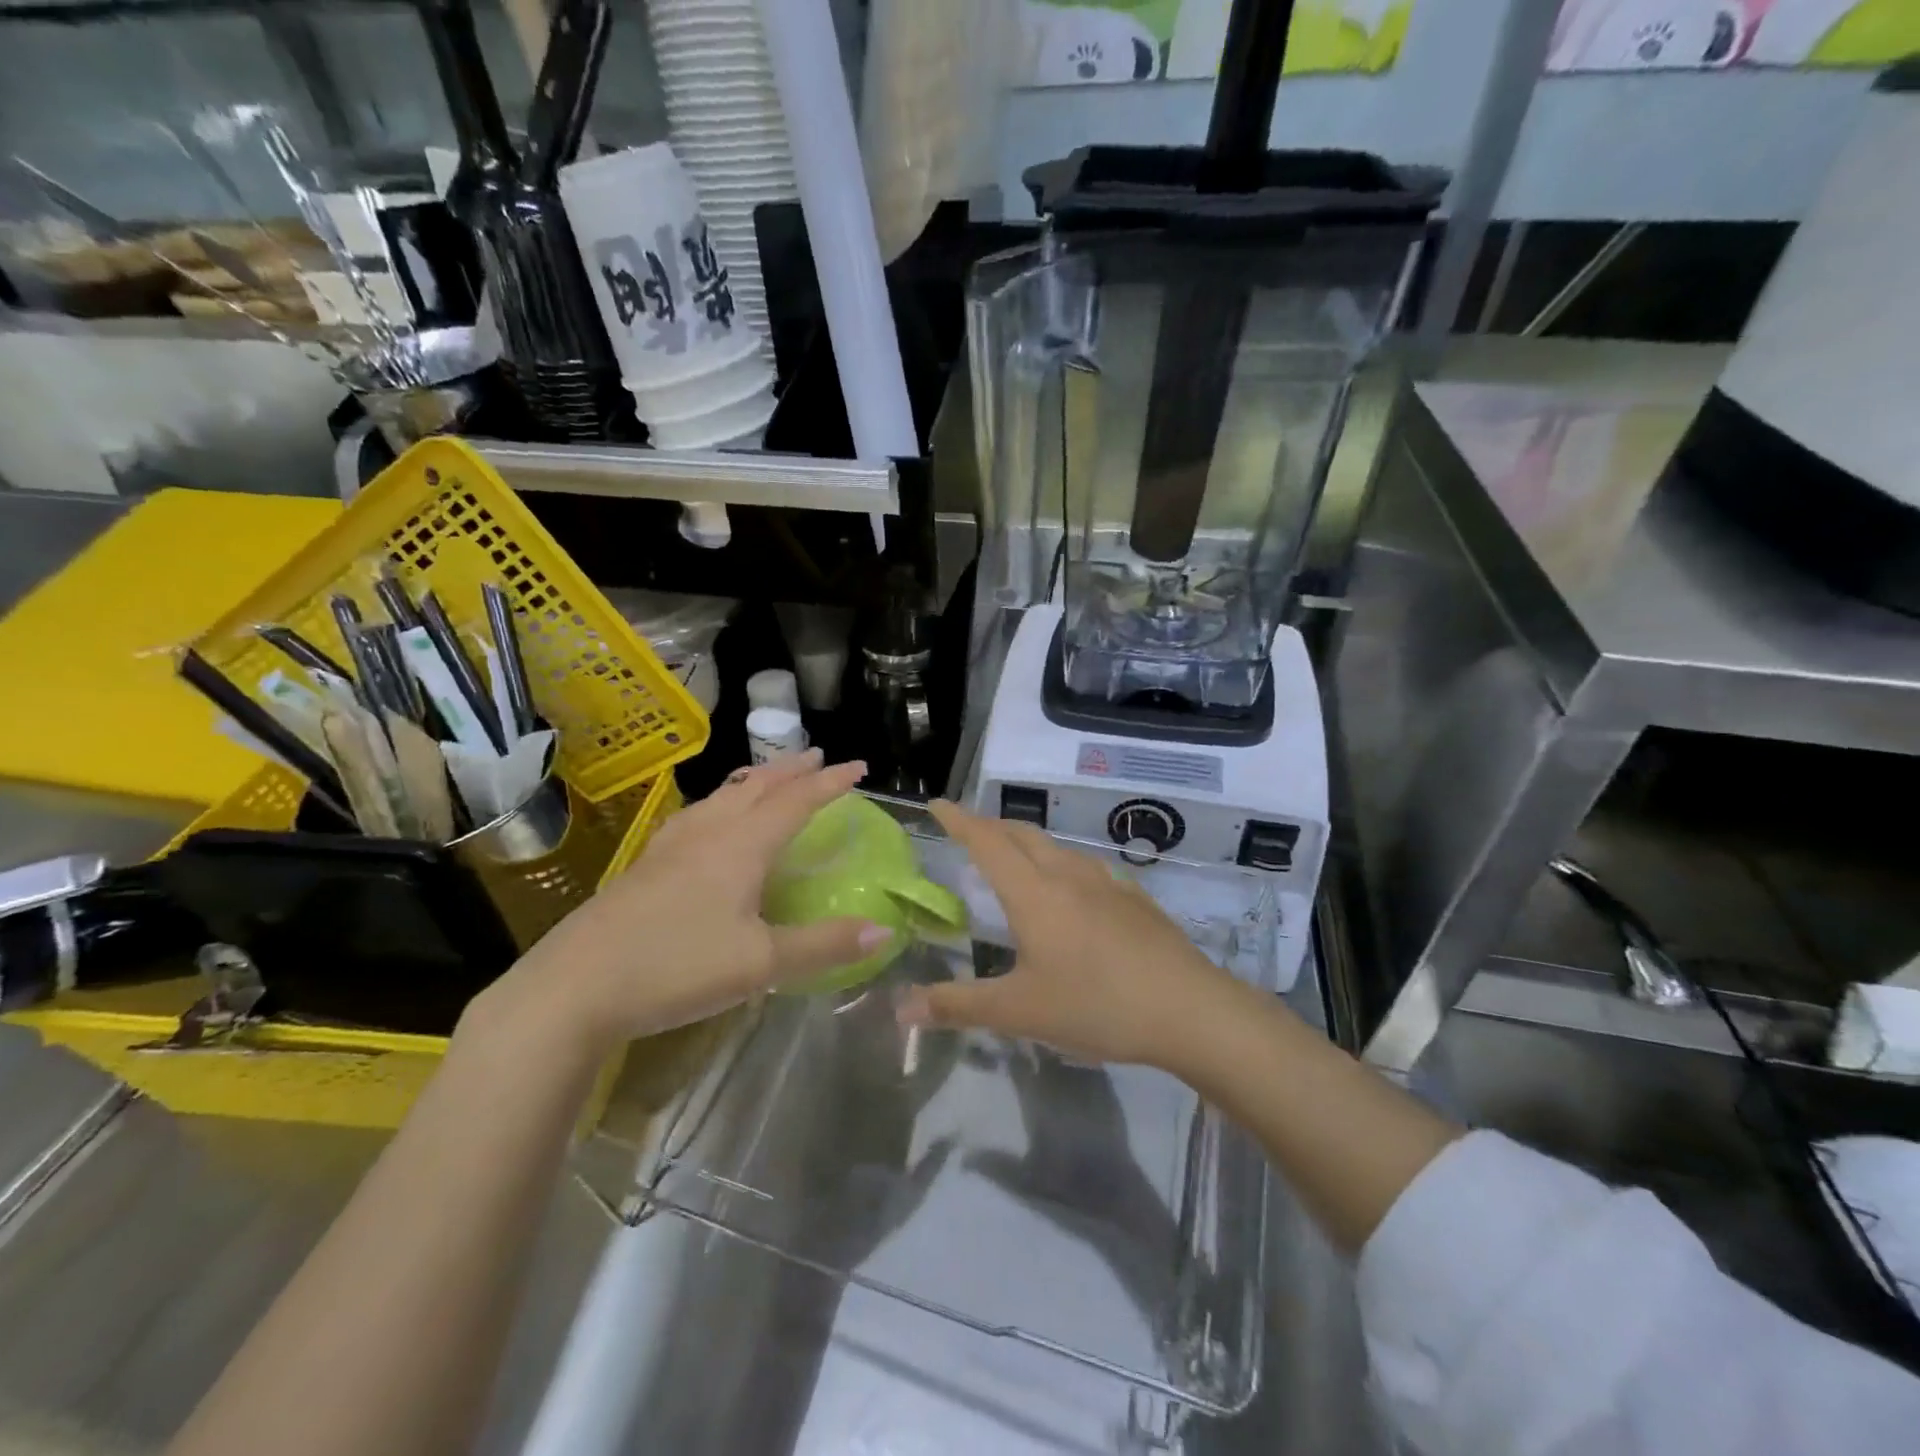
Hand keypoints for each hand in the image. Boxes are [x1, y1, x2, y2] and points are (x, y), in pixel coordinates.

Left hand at [477, 752, 890, 1051]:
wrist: (574, 987)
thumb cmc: (676, 966)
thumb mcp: (761, 964)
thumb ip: (824, 946)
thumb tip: (883, 931)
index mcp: (741, 846)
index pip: (797, 801)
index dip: (830, 782)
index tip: (859, 766)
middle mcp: (708, 833)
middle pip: (757, 786)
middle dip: (791, 770)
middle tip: (818, 757)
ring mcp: (671, 845)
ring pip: (722, 796)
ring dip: (755, 781)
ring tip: (770, 778)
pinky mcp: (646, 864)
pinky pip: (697, 815)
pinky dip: (722, 802)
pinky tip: (711, 820)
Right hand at [894, 801, 1242, 1069]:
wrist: (1189, 1009)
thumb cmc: (1096, 1005)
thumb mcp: (1020, 1012)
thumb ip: (958, 1006)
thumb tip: (901, 1008)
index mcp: (1034, 893)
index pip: (987, 841)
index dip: (959, 820)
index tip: (937, 804)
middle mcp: (1067, 875)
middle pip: (1022, 834)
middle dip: (990, 826)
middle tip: (968, 833)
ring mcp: (1106, 882)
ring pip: (1055, 848)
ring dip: (1026, 844)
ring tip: (1013, 861)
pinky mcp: (1134, 898)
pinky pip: (1084, 867)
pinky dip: (1060, 865)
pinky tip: (1070, 893)